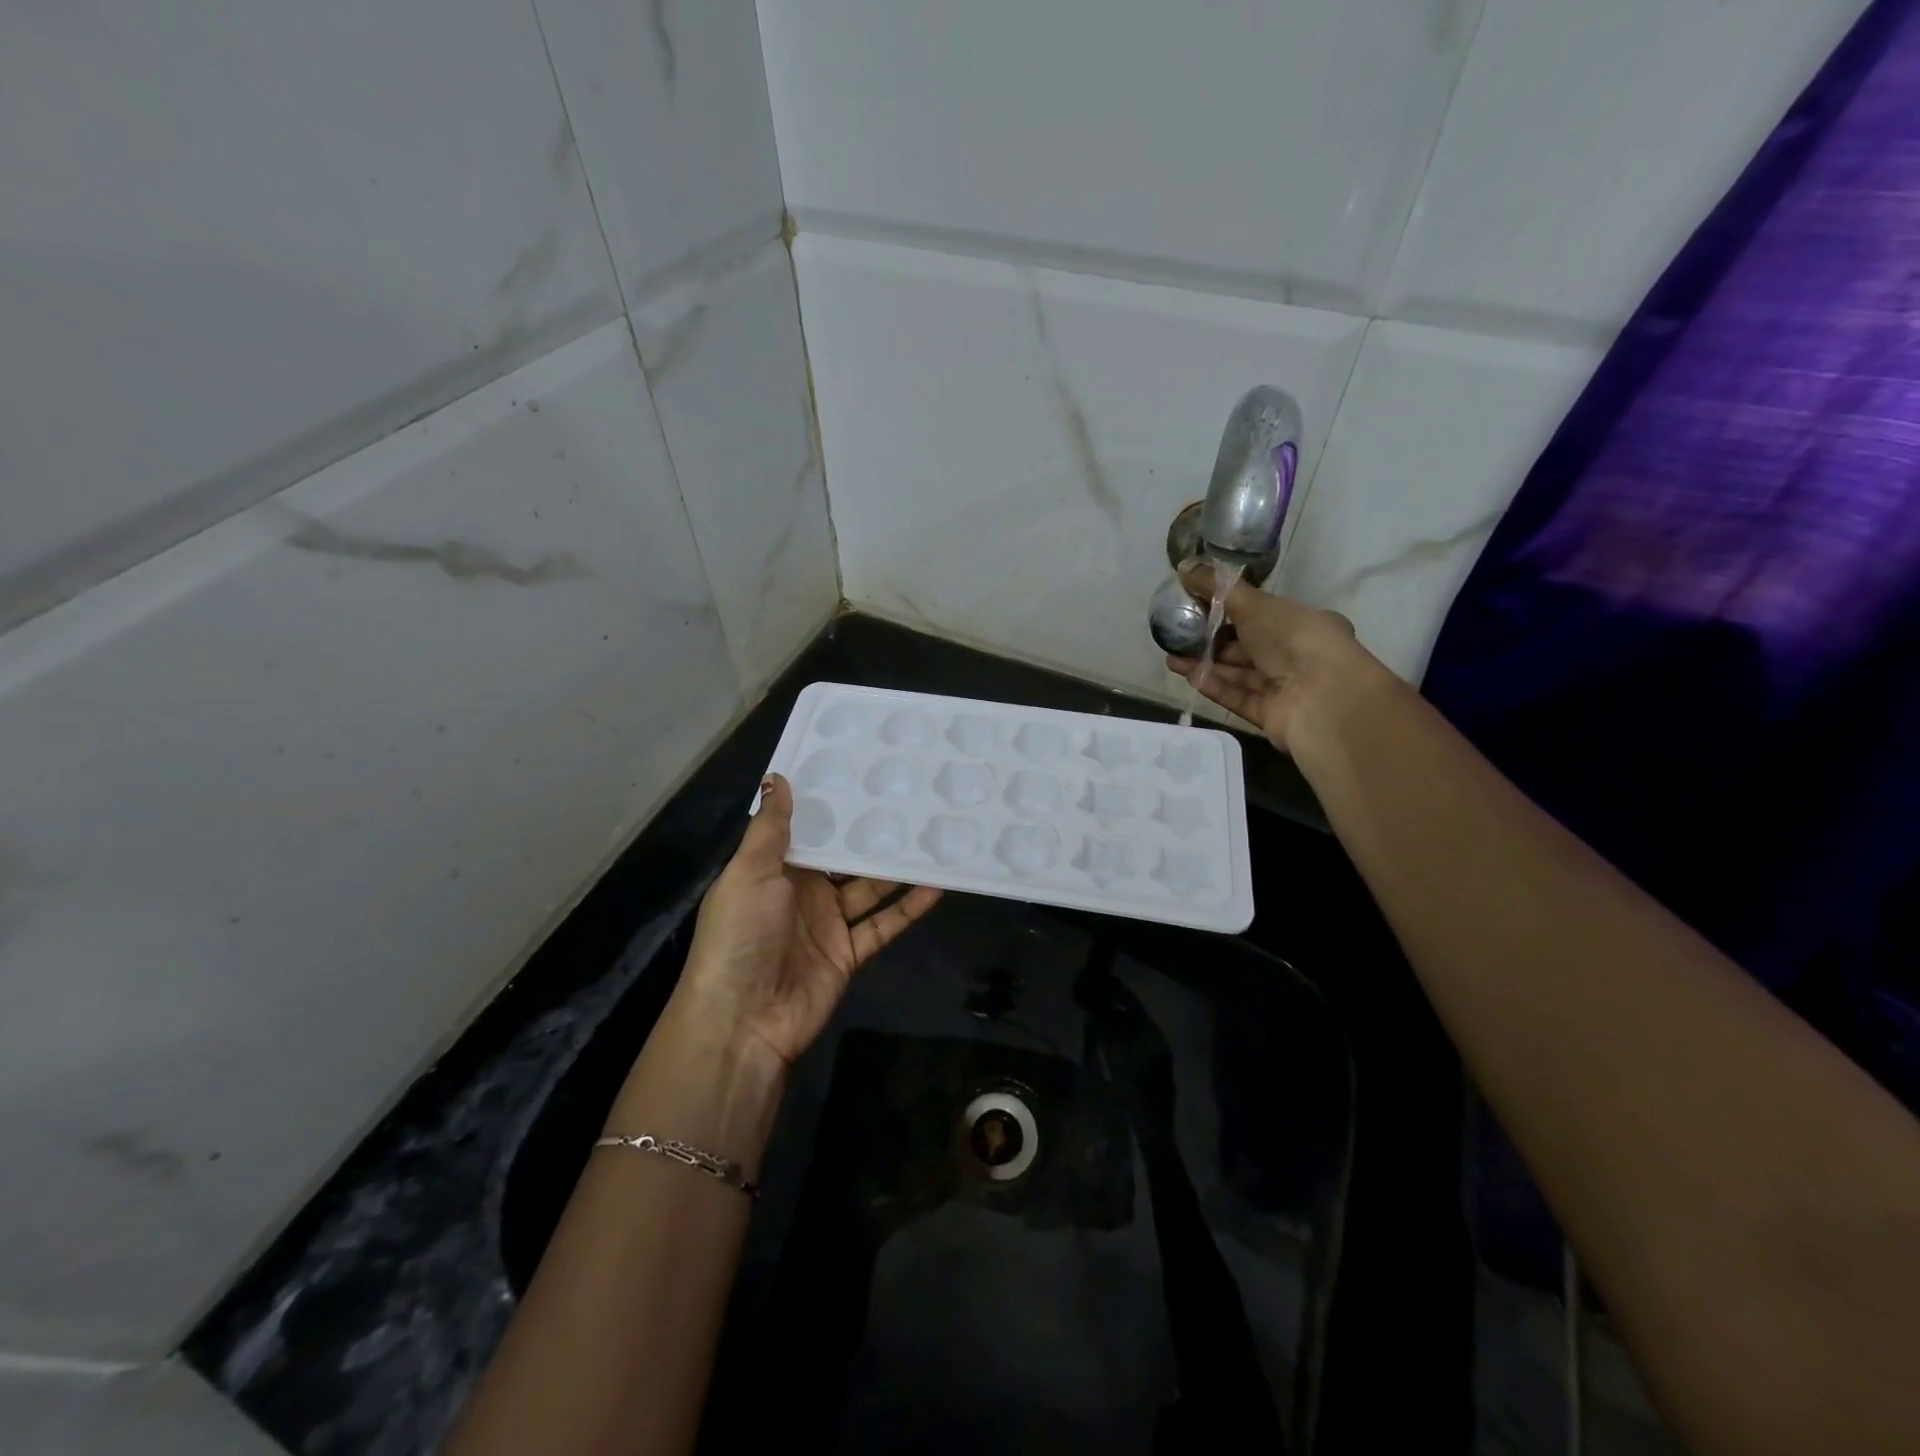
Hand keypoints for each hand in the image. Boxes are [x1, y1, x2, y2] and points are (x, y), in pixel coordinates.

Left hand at [674, 774, 941, 1070]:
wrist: (743, 1021)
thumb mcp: (749, 873)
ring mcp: (826, 924)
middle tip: (908, 799)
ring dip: (895, 868)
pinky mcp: (848, 953)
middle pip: (842, 858)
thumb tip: (777, 778)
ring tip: (929, 836)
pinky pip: (883, 924)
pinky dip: (908, 908)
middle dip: (869, 834)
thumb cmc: (740, 935)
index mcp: (772, 870)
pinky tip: (935, 886)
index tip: (861, 772)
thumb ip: (770, 828)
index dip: (830, 805)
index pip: (806, 830)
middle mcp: (801, 893)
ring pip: (868, 888)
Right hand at [1165, 559, 1375, 752]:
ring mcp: (1283, 687)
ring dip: (1205, 664)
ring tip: (1171, 657)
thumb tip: (1184, 567)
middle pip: (1247, 647)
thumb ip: (1216, 588)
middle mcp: (1296, 655)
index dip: (1230, 612)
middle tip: (1177, 635)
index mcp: (1303, 624)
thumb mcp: (1254, 603)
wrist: (1322, 699)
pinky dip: (1214, 685)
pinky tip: (1187, 676)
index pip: (1262, 616)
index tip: (1198, 608)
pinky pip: (1237, 696)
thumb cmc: (1294, 639)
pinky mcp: (1269, 714)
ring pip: (1238, 673)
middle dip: (1211, 641)